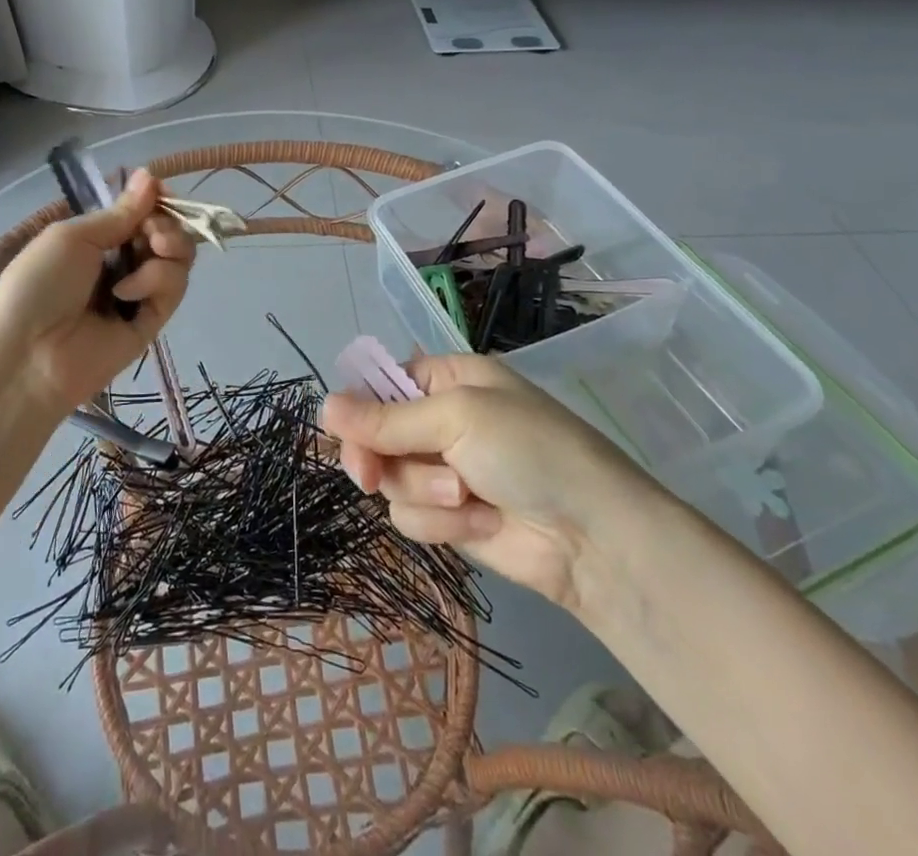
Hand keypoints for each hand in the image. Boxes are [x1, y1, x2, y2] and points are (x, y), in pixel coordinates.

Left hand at [0, 169, 196, 410]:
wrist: (26, 355)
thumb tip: (151, 174)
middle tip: (152, 231)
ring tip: (149, 253)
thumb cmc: (38, 283)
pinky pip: (173, 289)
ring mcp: (137, 292)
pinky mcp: (151, 322)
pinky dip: (157, 281)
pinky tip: (127, 291)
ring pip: (178, 259)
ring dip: (169, 247)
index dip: (156, 201)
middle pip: (167, 233)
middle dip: (167, 224)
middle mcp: (120, 262)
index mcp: (96, 239)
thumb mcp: (74, 236)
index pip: (141, 212)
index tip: (161, 193)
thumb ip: (120, 212)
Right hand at [321, 354, 664, 609]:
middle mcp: (440, 421)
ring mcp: (444, 471)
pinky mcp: (451, 518)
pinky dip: (443, 523)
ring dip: (425, 492)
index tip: (344, 432)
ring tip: (468, 496)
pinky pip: (412, 518)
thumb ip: (386, 419)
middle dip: (380, 458)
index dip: (358, 409)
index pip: (380, 384)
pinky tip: (483, 522)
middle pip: (374, 436)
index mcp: (446, 379)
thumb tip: (323, 406)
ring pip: (391, 480)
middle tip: (371, 476)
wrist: (594, 537)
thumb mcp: (456, 418)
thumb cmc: (530, 450)